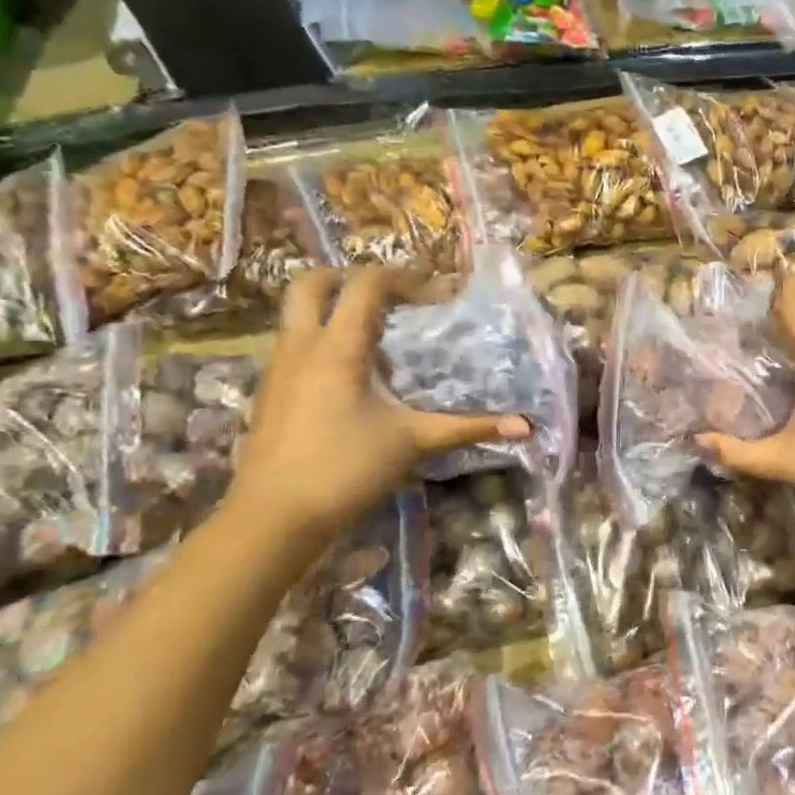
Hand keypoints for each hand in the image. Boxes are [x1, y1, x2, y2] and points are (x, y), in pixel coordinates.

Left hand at [227, 268, 528, 540]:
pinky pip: (292, 343)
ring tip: (374, 333)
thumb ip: (469, 427)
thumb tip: (525, 426)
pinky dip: (320, 338)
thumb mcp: (414, 442)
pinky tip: (349, 374)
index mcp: (338, 348)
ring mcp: (277, 368)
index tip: (434, 290)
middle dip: (348, 277)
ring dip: (332, 308)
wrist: (272, 517)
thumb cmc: (346, 469)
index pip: (366, 285)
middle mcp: (301, 346)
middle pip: (311, 284)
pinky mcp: (268, 392)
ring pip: (296, 314)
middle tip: (387, 295)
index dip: (402, 277)